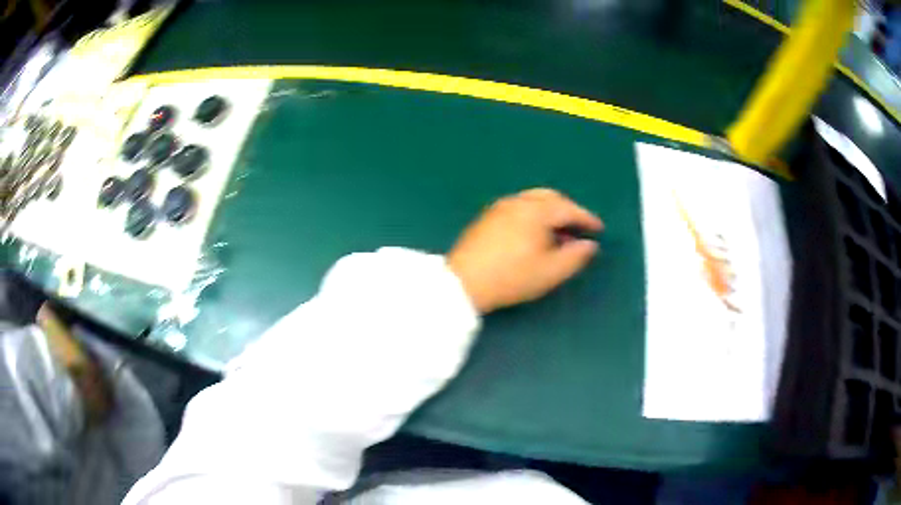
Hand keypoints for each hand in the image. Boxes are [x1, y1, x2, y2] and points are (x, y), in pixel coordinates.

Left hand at [447, 188, 603, 313]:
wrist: (463, 282)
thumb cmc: (511, 277)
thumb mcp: (550, 272)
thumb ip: (575, 257)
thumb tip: (590, 245)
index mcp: (535, 210)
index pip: (567, 209)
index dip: (586, 219)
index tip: (599, 229)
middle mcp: (517, 202)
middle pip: (549, 198)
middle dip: (568, 210)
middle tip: (579, 227)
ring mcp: (499, 208)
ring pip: (532, 201)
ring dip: (550, 212)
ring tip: (558, 234)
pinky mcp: (486, 218)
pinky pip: (518, 208)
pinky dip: (533, 216)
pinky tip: (534, 235)